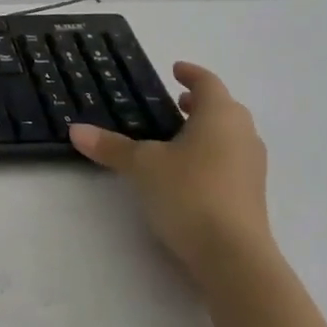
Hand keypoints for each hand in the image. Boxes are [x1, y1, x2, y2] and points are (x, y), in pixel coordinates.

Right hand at [69, 62, 273, 291]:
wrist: (234, 257)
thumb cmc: (189, 192)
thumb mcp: (142, 166)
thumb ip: (111, 146)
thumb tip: (75, 130)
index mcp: (220, 116)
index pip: (208, 83)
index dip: (191, 74)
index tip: (175, 70)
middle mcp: (242, 135)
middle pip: (224, 109)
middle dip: (200, 103)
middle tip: (175, 102)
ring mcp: (251, 167)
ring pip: (229, 136)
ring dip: (207, 130)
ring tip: (177, 136)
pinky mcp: (250, 195)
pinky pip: (230, 161)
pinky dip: (211, 155)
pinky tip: (187, 171)